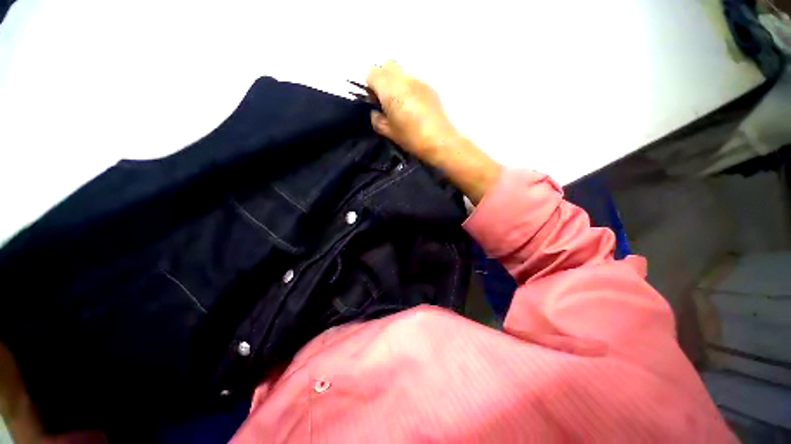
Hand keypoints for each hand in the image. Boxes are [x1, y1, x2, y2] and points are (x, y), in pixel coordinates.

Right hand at [365, 61, 501, 203]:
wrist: (440, 141)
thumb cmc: (412, 138)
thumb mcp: (389, 133)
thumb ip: (377, 120)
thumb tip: (376, 112)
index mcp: (390, 90)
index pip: (372, 72)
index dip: (370, 86)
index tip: (374, 101)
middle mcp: (404, 79)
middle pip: (387, 65)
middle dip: (382, 78)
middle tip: (385, 99)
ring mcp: (419, 81)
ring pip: (401, 71)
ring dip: (396, 82)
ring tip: (400, 103)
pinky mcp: (429, 87)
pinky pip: (413, 80)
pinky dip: (408, 87)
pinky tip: (413, 105)